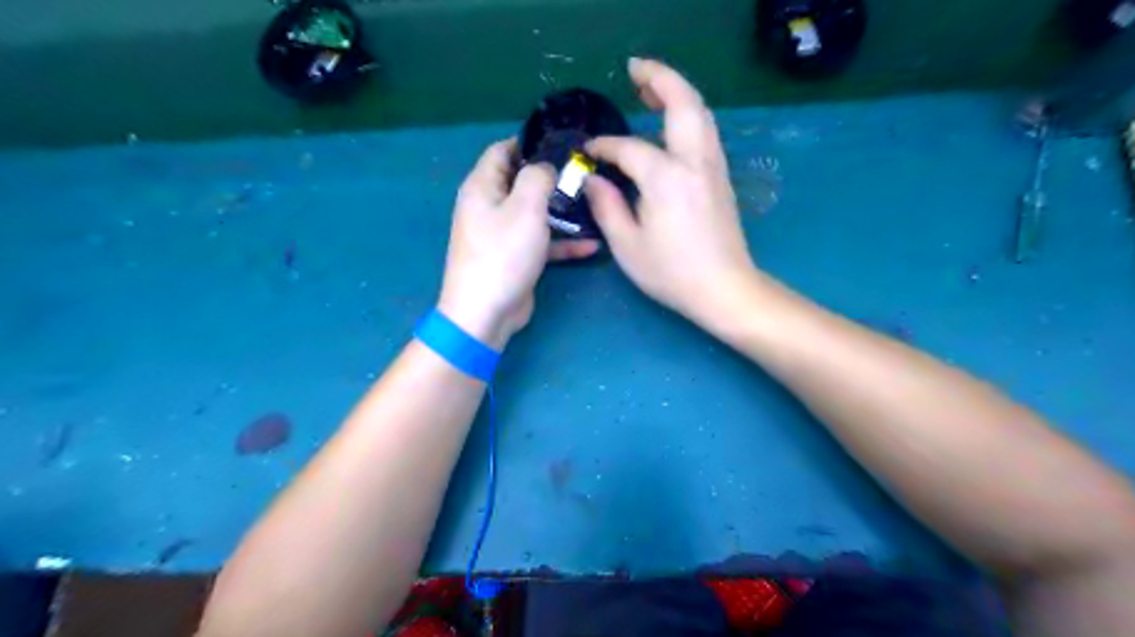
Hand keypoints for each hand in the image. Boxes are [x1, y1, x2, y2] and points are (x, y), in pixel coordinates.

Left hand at [434, 139, 602, 349]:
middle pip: (522, 181)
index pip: (502, 150)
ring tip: (593, 203)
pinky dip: (562, 242)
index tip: (562, 142)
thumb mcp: (525, 207)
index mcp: (483, 187)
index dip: (530, 142)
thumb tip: (545, 166)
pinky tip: (592, 245)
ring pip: (535, 213)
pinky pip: (541, 242)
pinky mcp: (515, 257)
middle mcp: (489, 207)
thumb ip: (538, 177)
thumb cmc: (503, 254)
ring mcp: (502, 234)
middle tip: (584, 173)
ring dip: (562, 210)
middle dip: (552, 177)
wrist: (486, 312)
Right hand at [585, 56, 761, 329]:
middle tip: (634, 70)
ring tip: (651, 89)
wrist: (725, 289)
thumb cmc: (672, 273)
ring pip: (700, 114)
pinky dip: (688, 115)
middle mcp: (694, 162)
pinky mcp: (721, 178)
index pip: (630, 148)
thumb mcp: (628, 246)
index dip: (605, 146)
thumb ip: (607, 207)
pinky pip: (705, 132)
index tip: (588, 151)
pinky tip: (671, 126)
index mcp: (666, 178)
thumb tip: (593, 180)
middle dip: (659, 78)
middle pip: (683, 103)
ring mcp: (713, 167)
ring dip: (677, 93)